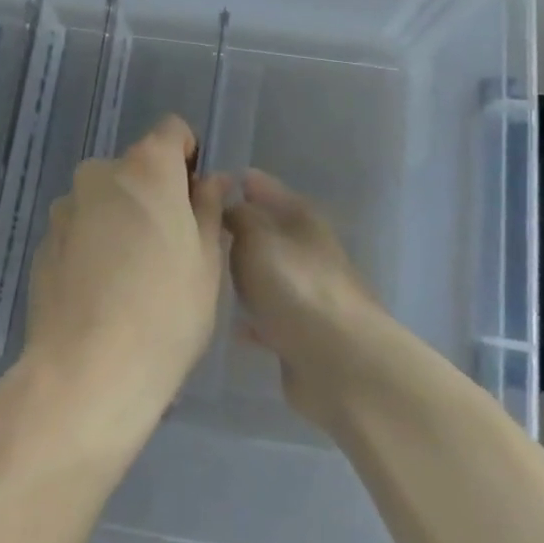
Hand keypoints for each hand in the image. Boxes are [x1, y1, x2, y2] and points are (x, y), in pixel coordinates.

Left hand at [21, 116, 228, 438]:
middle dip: (154, 194)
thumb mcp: (207, 261)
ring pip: (105, 201)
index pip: (173, 131)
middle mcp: (100, 174)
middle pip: (136, 169)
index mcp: (146, 167)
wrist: (86, 373)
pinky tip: (102, 294)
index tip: (195, 198)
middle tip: (170, 248)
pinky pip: (80, 231)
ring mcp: (65, 209)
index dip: (188, 157)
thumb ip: (208, 208)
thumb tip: (211, 180)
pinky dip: (93, 247)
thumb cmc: (165, 311)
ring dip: (121, 220)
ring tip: (132, 278)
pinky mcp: (42, 244)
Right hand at [225, 170, 389, 428]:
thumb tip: (230, 207)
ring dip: (249, 274)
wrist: (338, 360)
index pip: (267, 188)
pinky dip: (255, 317)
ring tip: (213, 274)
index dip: (243, 183)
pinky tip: (232, 324)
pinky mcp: (306, 334)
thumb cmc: (293, 285)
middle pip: (271, 232)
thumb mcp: (255, 238)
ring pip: (271, 274)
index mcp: (303, 219)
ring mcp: (311, 294)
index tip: (212, 182)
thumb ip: (238, 217)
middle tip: (205, 229)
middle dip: (242, 229)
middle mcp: (310, 251)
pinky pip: (272, 317)